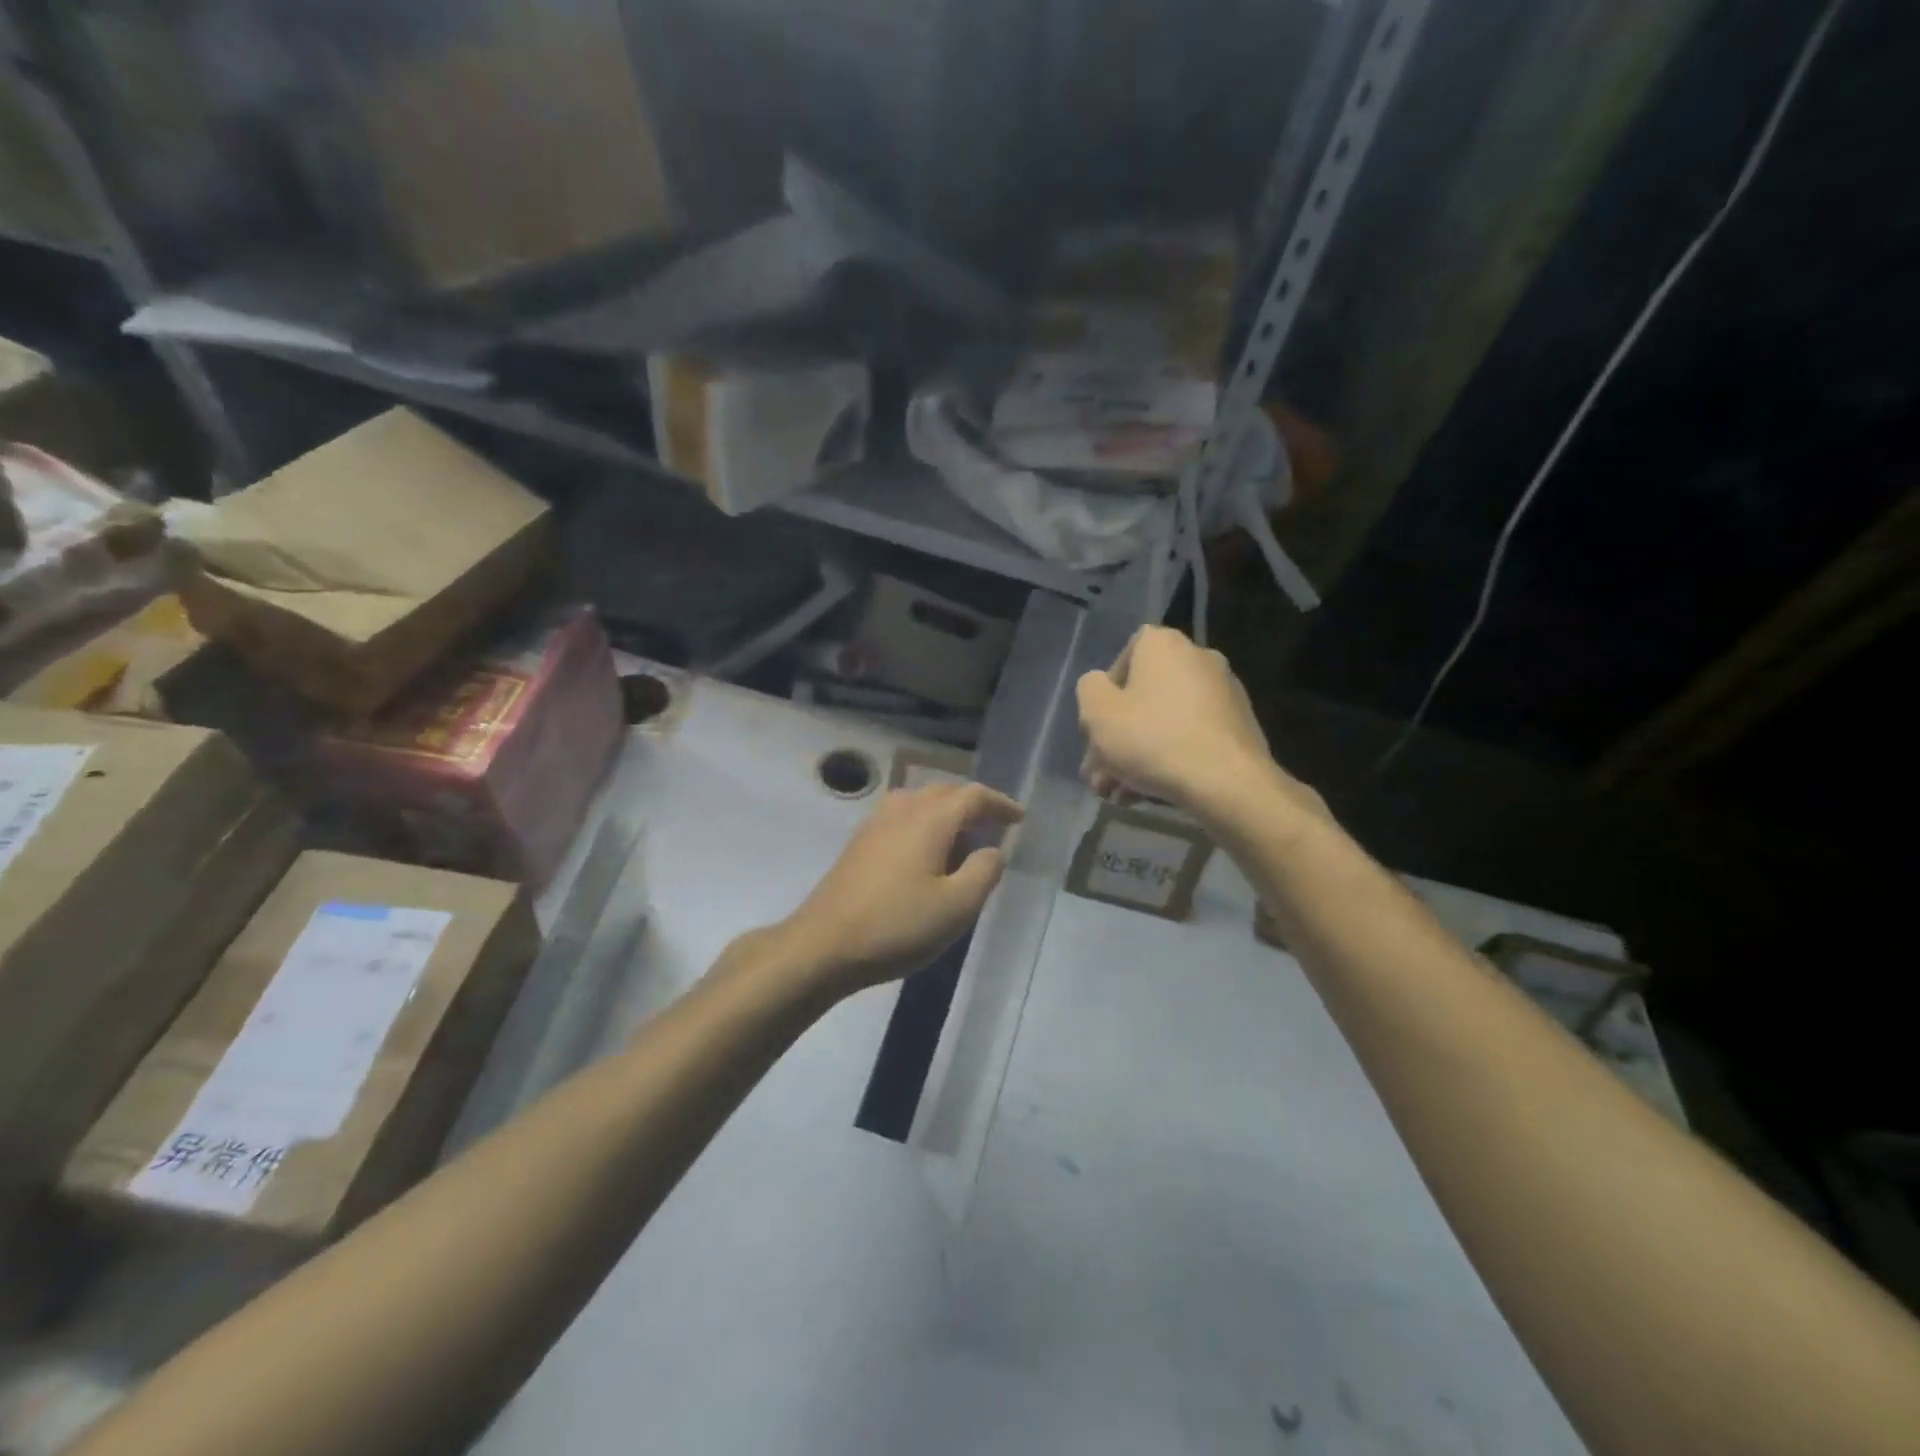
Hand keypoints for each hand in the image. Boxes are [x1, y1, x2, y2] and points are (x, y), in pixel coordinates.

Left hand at [781, 782, 1023, 994]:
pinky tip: (925, 854)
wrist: (823, 945)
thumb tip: (992, 850)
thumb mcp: (957, 906)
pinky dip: (923, 825)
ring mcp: (875, 825)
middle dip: (973, 805)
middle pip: (945, 792)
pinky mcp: (859, 844)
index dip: (1000, 804)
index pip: (973, 796)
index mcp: (930, 819)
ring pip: (919, 803)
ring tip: (962, 840)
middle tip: (994, 828)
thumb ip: (984, 871)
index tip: (1019, 818)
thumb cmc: (897, 925)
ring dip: (946, 813)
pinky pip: (901, 818)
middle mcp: (902, 810)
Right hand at [1076, 626, 1327, 832]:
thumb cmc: (1152, 739)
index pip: (1124, 657)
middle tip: (1100, 775)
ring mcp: (1224, 694)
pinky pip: (1191, 738)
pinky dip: (1169, 759)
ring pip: (1165, 723)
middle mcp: (1198, 659)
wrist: (1226, 783)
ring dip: (1137, 756)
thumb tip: (1102, 687)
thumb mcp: (1097, 713)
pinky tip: (1150, 794)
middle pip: (1143, 698)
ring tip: (1119, 794)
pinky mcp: (1239, 728)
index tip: (1098, 728)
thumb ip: (1089, 690)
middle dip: (1116, 738)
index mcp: (1164, 645)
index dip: (1105, 695)